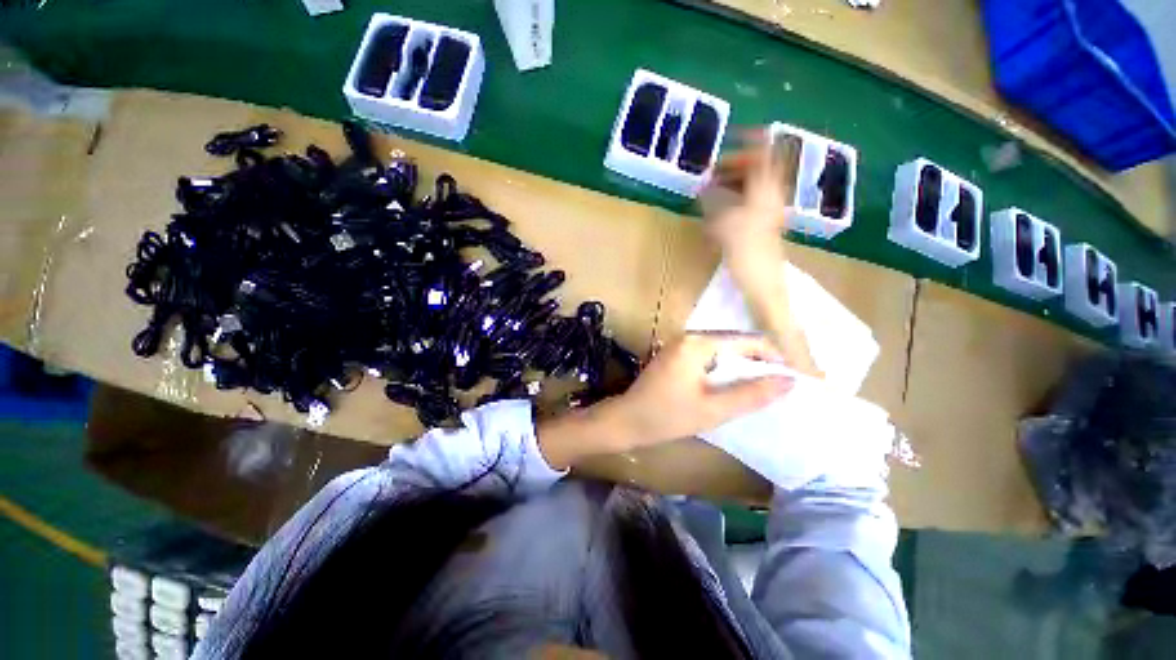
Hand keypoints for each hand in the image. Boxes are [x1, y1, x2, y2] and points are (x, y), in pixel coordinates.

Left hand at [536, 333, 792, 467]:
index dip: (773, 356)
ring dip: (742, 366)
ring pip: (722, 350)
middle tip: (782, 384)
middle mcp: (688, 336)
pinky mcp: (675, 355)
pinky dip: (725, 369)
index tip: (793, 376)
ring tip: (764, 386)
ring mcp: (679, 345)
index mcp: (696, 343)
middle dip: (759, 362)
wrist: (626, 421)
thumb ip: (751, 394)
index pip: (746, 340)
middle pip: (734, 342)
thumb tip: (788, 381)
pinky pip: (708, 356)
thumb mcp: (713, 409)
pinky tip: (735, 385)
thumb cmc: (666, 417)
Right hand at [701, 128, 798, 256]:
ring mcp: (769, 209)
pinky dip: (735, 197)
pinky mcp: (764, 222)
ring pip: (753, 185)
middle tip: (711, 172)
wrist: (762, 279)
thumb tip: (702, 187)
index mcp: (766, 189)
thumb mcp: (723, 223)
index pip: (764, 153)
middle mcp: (771, 194)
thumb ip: (712, 201)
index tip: (731, 136)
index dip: (749, 140)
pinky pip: (750, 200)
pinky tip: (719, 208)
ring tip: (712, 188)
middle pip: (757, 169)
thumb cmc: (745, 250)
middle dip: (734, 166)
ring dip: (733, 182)